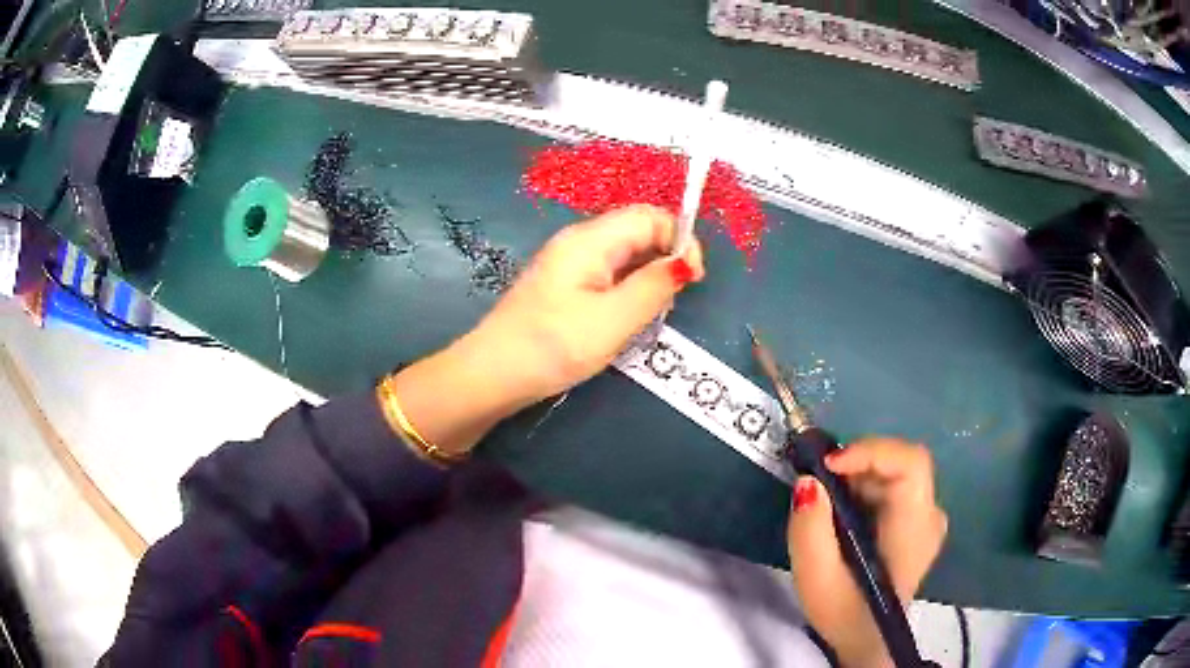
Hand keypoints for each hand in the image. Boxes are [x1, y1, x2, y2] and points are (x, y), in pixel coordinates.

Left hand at [464, 204, 704, 401]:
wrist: (492, 374)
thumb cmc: (554, 345)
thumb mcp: (614, 320)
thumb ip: (655, 286)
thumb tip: (684, 261)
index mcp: (591, 239)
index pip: (650, 216)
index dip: (680, 238)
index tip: (693, 279)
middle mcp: (579, 240)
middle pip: (636, 230)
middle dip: (666, 257)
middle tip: (672, 300)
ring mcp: (567, 262)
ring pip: (623, 253)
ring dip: (647, 275)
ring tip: (652, 312)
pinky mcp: (561, 284)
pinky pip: (606, 273)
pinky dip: (627, 287)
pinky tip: (626, 316)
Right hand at [787, 438, 947, 667]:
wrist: (866, 640)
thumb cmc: (844, 613)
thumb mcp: (816, 579)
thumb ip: (809, 529)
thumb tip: (807, 481)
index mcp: (915, 529)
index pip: (911, 464)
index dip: (871, 451)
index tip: (828, 465)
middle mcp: (931, 515)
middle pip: (901, 464)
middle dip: (857, 465)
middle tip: (819, 484)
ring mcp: (928, 518)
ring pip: (895, 472)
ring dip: (858, 477)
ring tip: (826, 503)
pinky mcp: (917, 522)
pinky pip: (893, 486)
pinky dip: (864, 488)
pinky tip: (843, 514)